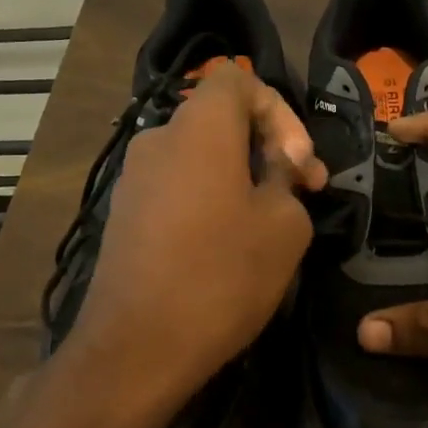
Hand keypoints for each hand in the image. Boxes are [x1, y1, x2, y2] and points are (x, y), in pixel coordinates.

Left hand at [64, 62, 325, 416]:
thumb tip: (276, 169)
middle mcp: (159, 140)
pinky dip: (211, 195)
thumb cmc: (221, 276)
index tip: (297, 161)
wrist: (135, 349)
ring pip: (201, 153)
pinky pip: (179, 183)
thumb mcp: (284, 226)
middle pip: (221, 117)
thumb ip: (288, 180)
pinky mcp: (125, 213)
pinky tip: (229, 241)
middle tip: (302, 189)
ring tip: (270, 219)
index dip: (279, 109)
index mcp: (199, 128)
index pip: (238, 78)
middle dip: (267, 145)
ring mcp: (135, 177)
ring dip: (242, 173)